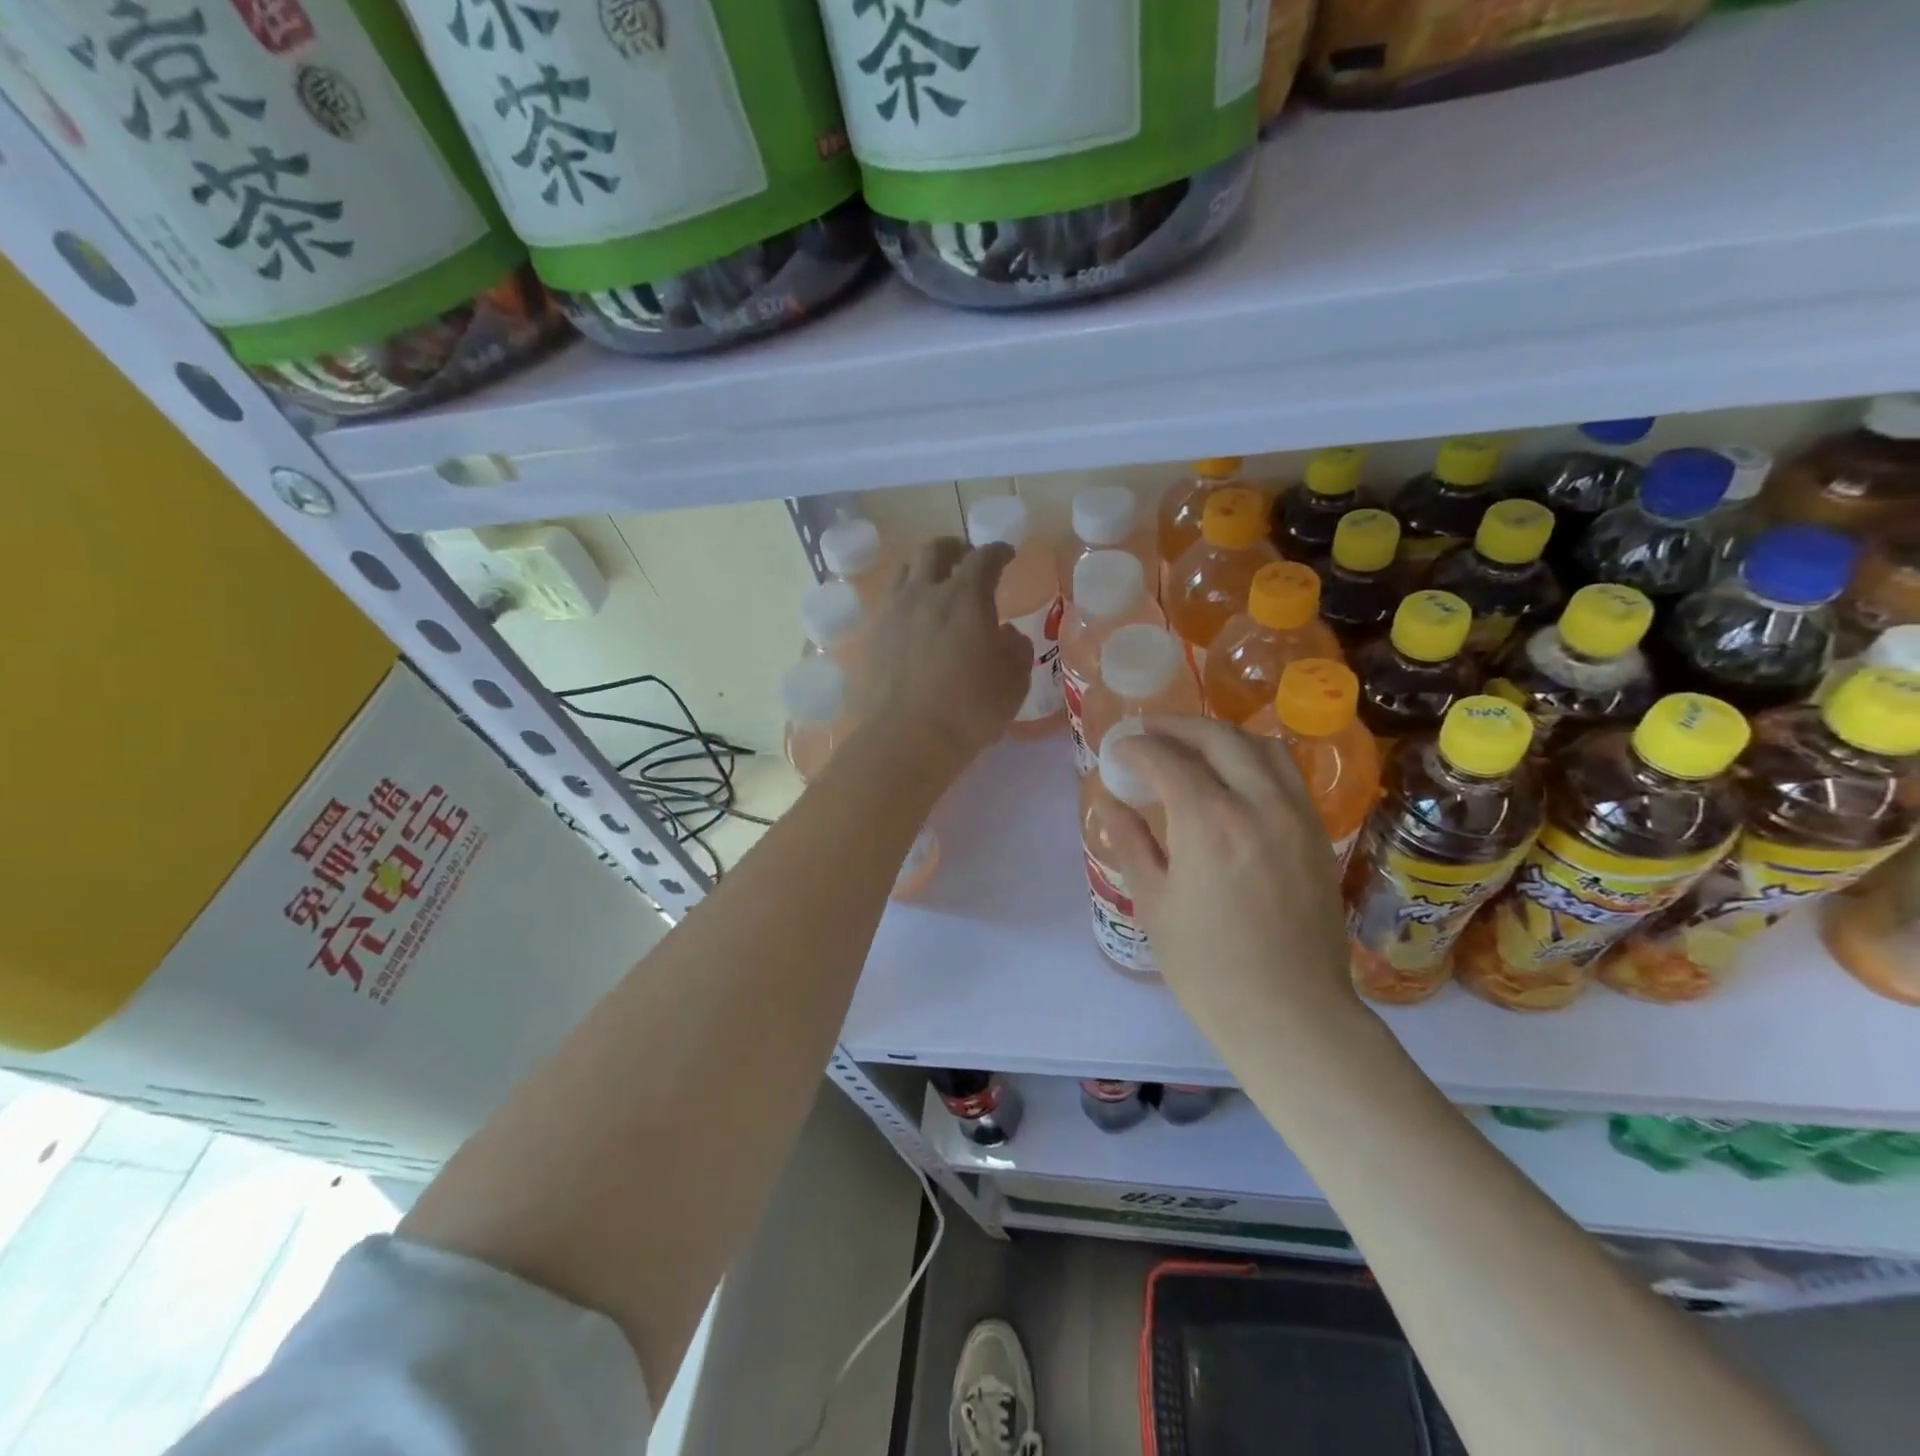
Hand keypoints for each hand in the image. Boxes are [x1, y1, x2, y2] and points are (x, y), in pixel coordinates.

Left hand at [855, 537, 1030, 771]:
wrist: (903, 740)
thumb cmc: (968, 711)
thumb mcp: (1012, 684)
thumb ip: (1016, 651)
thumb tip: (1007, 635)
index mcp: (965, 597)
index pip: (984, 558)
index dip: (998, 552)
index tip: (1006, 555)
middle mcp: (925, 594)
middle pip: (935, 551)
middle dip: (955, 549)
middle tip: (966, 559)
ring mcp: (892, 613)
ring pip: (905, 573)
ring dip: (924, 571)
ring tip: (934, 586)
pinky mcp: (871, 638)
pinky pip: (889, 605)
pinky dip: (905, 603)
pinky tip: (912, 623)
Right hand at [1103, 717, 1357, 1041]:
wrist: (1291, 1014)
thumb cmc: (1208, 968)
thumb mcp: (1154, 904)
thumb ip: (1131, 842)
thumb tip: (1111, 803)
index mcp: (1209, 823)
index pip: (1167, 760)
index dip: (1136, 748)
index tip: (1118, 750)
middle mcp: (1257, 804)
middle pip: (1217, 737)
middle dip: (1176, 727)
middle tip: (1149, 734)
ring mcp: (1296, 815)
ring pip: (1261, 746)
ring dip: (1221, 735)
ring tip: (1192, 746)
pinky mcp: (1317, 833)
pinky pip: (1286, 773)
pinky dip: (1254, 758)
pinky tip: (1234, 777)